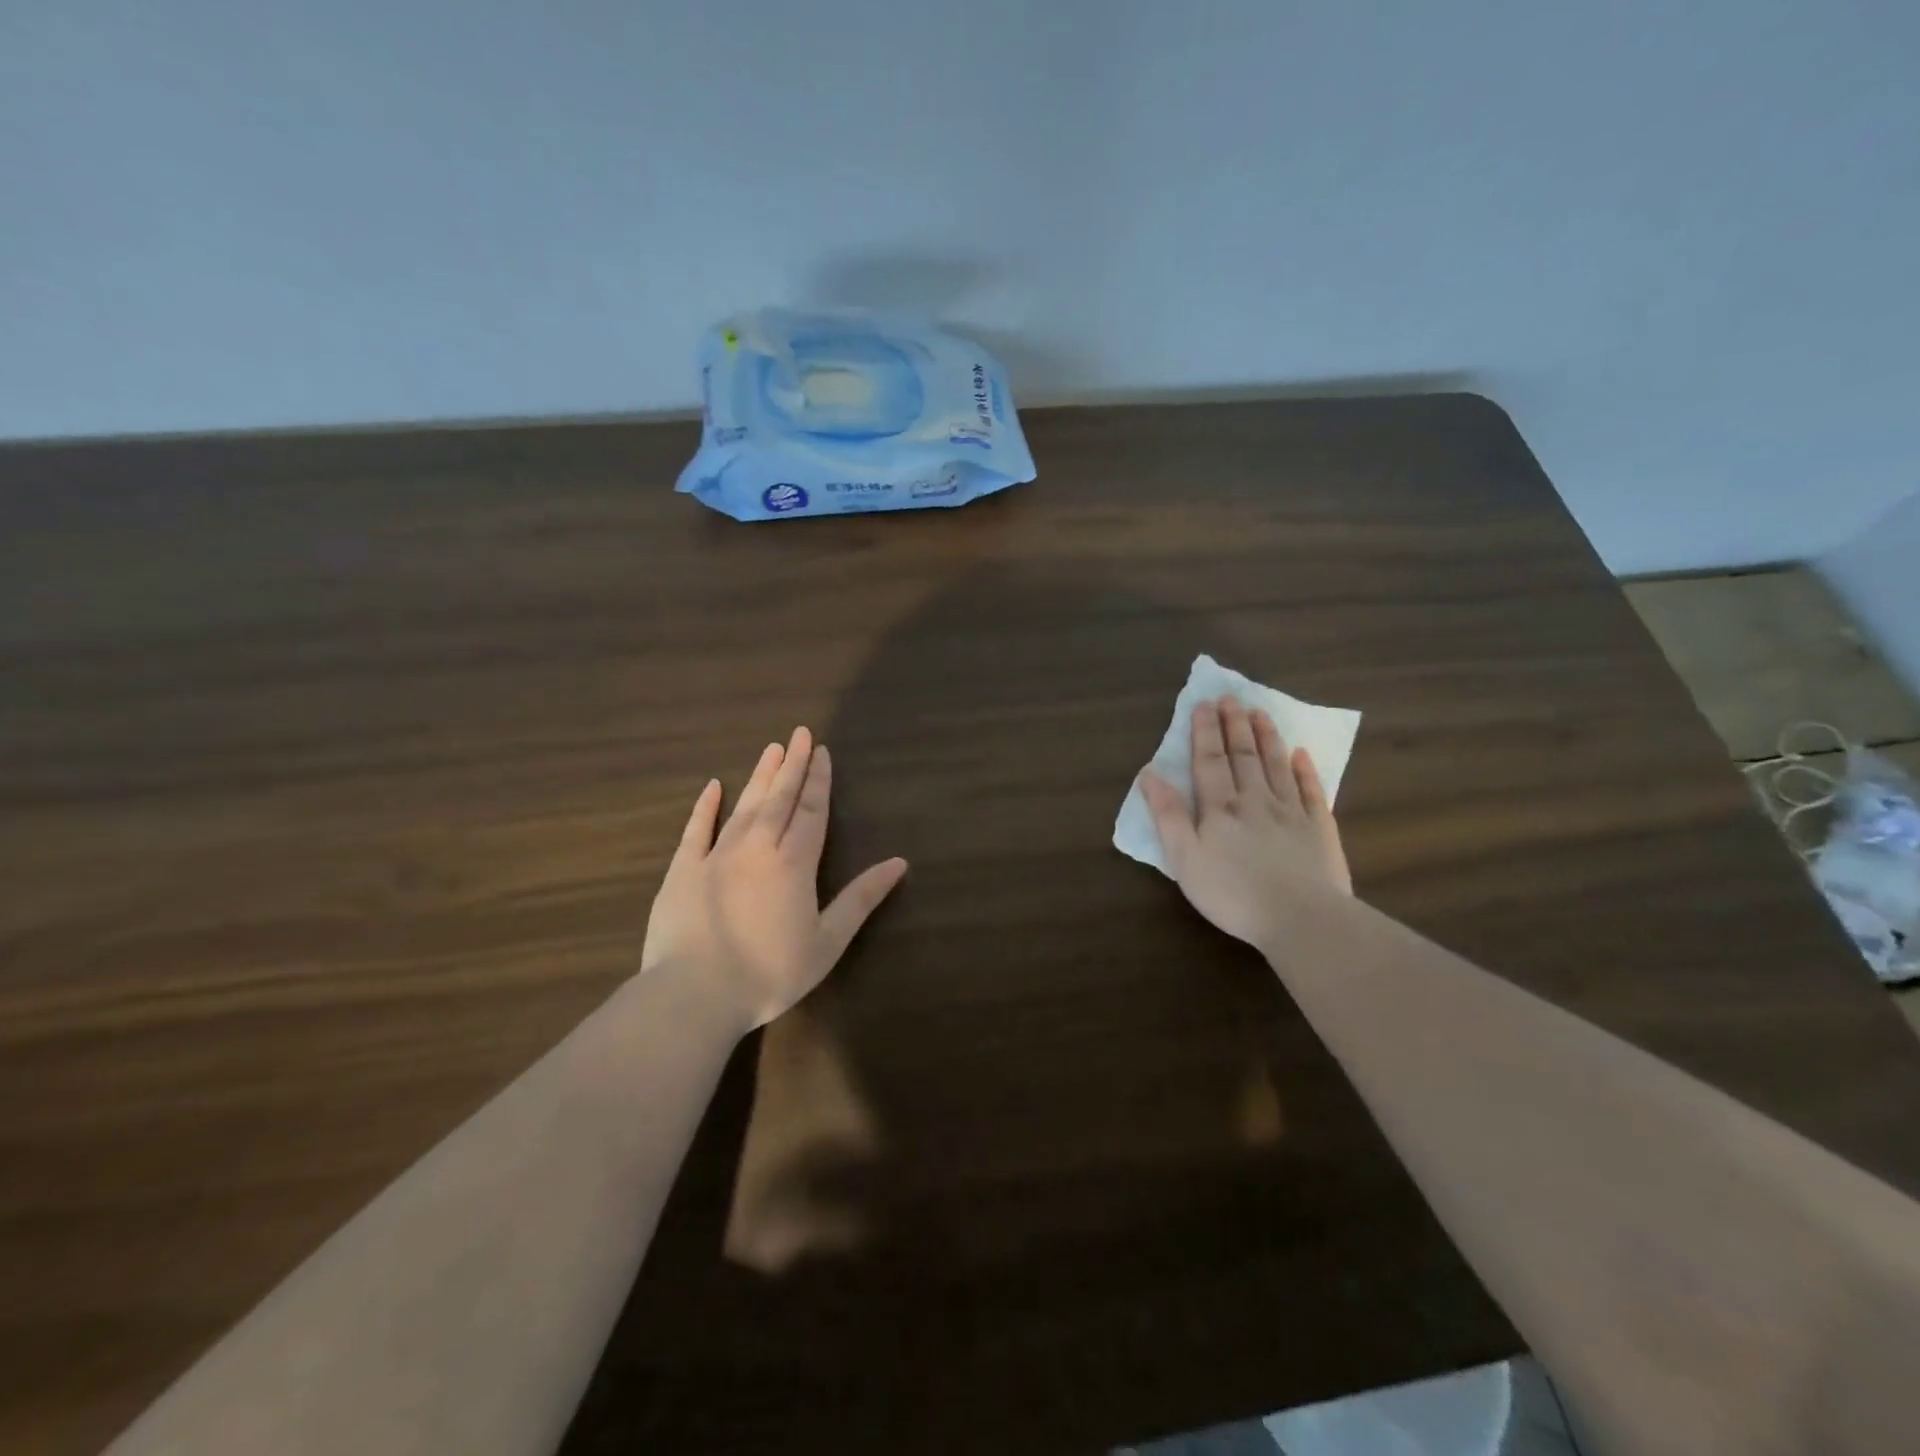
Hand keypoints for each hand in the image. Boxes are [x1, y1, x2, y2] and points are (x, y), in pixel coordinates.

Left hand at [642, 727, 907, 1030]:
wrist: (694, 996)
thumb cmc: (770, 973)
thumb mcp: (827, 942)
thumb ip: (861, 899)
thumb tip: (899, 862)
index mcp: (794, 863)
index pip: (811, 811)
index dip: (818, 781)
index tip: (821, 752)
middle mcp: (757, 848)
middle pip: (779, 798)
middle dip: (792, 765)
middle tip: (799, 733)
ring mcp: (716, 856)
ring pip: (744, 806)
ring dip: (760, 776)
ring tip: (771, 748)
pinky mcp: (683, 871)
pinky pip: (696, 830)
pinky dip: (705, 806)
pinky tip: (714, 786)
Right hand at [1139, 695, 1350, 952]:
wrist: (1302, 918)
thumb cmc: (1233, 893)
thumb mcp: (1185, 859)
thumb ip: (1168, 815)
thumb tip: (1150, 774)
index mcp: (1220, 808)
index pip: (1210, 761)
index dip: (1204, 732)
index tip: (1204, 704)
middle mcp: (1255, 800)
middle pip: (1243, 756)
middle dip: (1234, 725)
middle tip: (1231, 697)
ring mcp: (1292, 812)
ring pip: (1277, 765)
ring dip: (1266, 737)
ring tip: (1260, 712)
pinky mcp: (1320, 829)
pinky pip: (1312, 791)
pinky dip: (1306, 770)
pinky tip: (1301, 753)